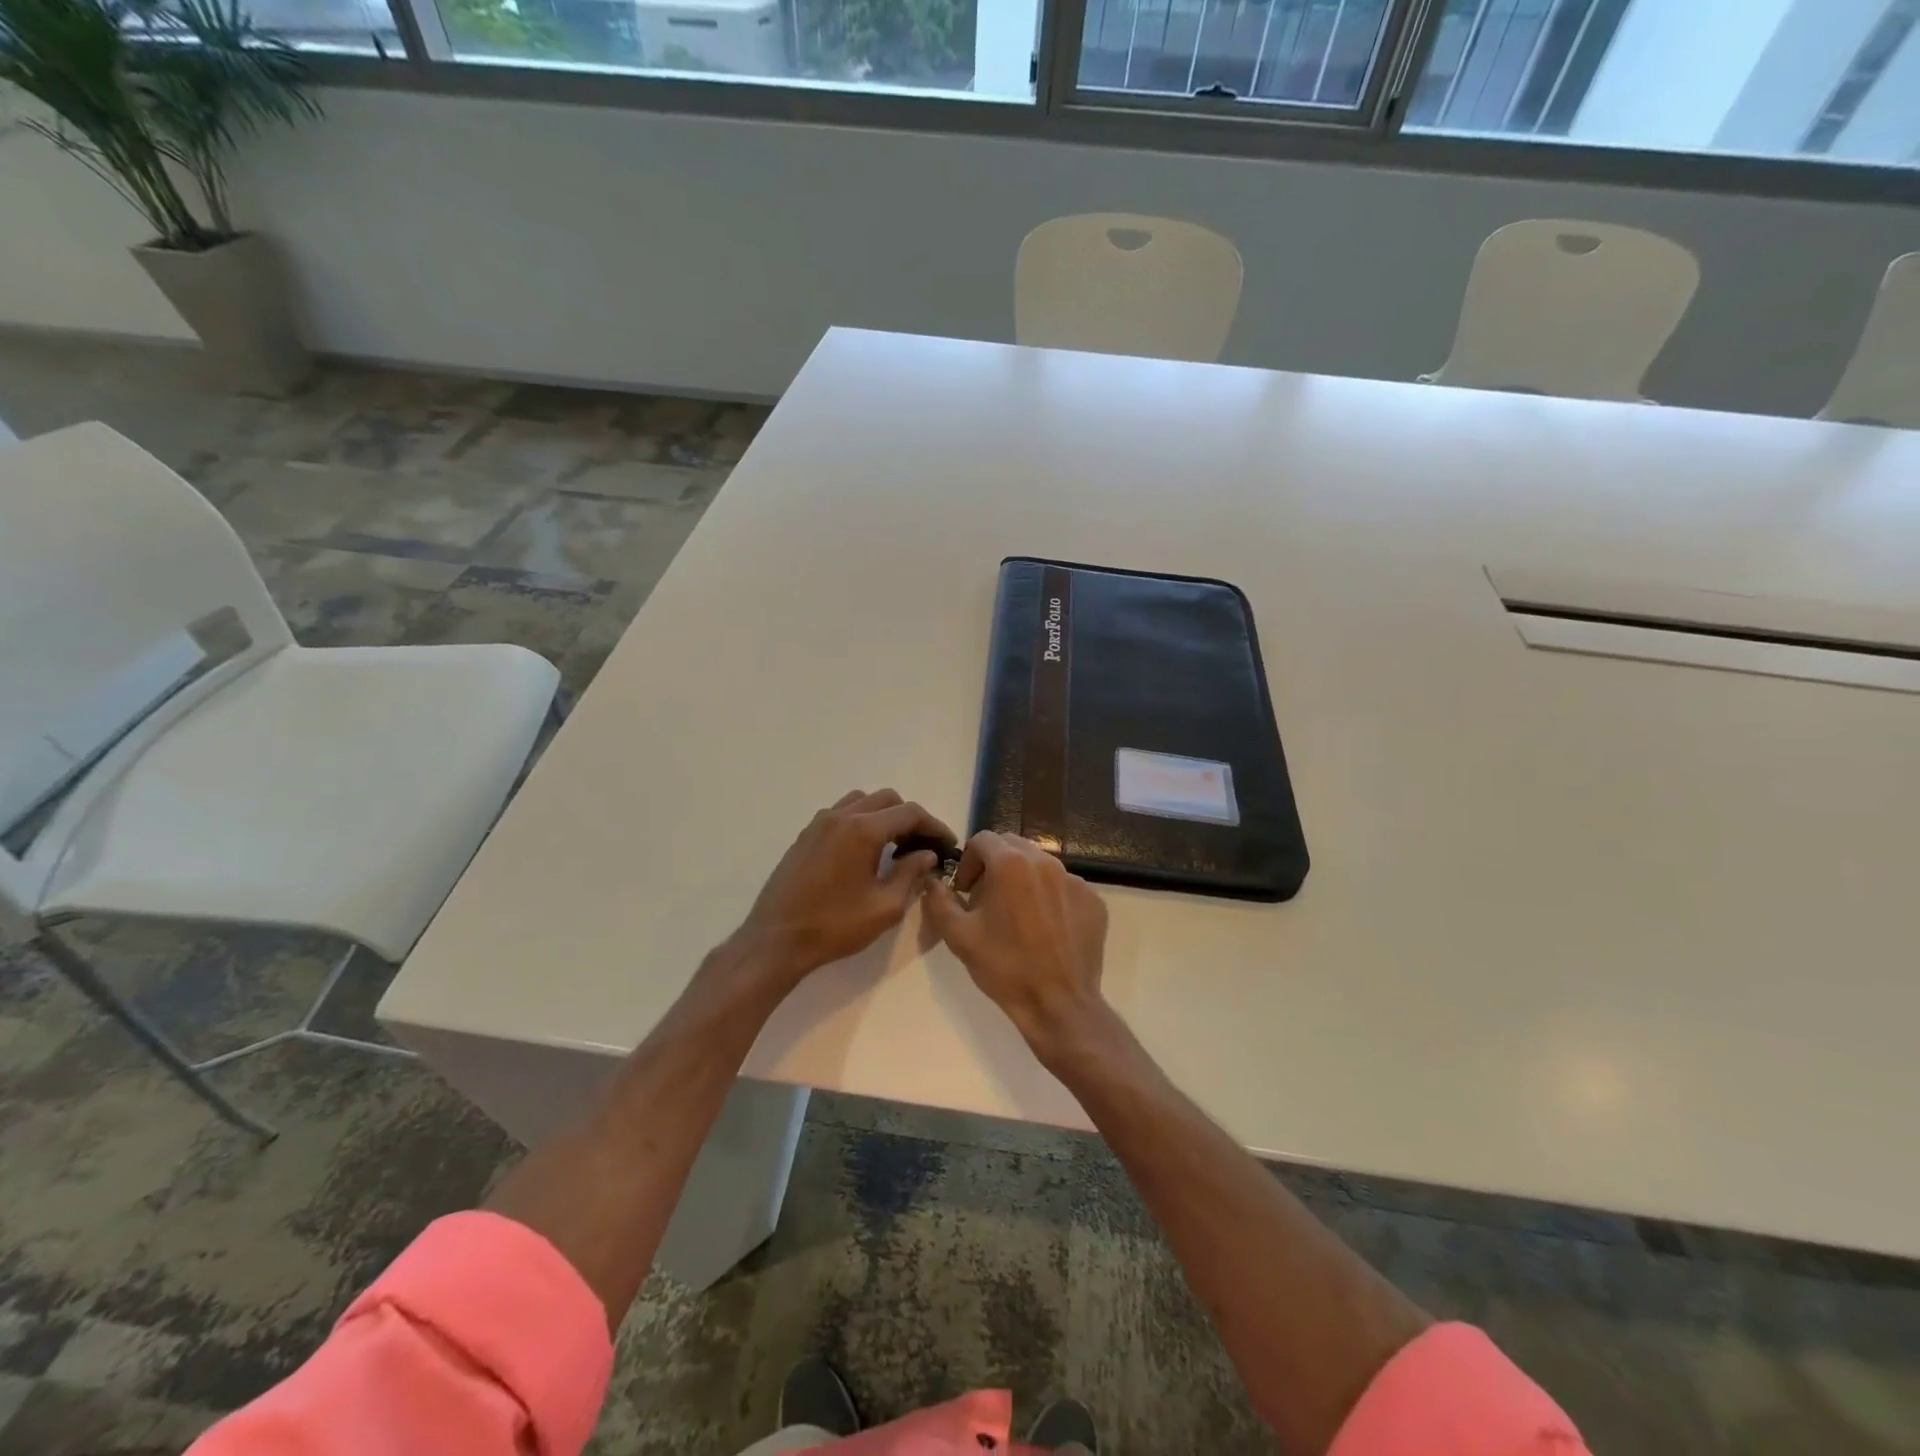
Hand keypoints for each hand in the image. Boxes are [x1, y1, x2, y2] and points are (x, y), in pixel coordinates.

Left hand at [732, 789, 953, 988]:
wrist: (776, 940)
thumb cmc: (834, 926)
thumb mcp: (884, 907)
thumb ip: (910, 874)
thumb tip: (926, 855)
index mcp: (863, 830)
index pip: (909, 813)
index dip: (934, 826)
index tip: (947, 844)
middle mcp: (840, 816)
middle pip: (887, 799)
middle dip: (910, 818)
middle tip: (923, 845)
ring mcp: (819, 823)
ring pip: (861, 801)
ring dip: (883, 815)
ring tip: (894, 845)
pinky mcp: (805, 835)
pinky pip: (840, 813)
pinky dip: (860, 821)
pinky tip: (864, 851)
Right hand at [922, 831, 1109, 1063]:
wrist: (1058, 1003)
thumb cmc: (1004, 967)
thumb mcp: (958, 935)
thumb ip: (939, 900)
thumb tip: (934, 881)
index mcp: (1010, 863)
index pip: (982, 839)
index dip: (968, 862)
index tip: (965, 890)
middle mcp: (1045, 862)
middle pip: (1012, 845)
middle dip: (994, 865)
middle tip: (987, 899)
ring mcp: (1074, 880)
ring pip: (1040, 864)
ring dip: (1022, 879)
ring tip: (1016, 915)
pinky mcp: (1093, 900)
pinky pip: (1064, 886)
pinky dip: (1050, 897)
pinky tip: (1045, 929)